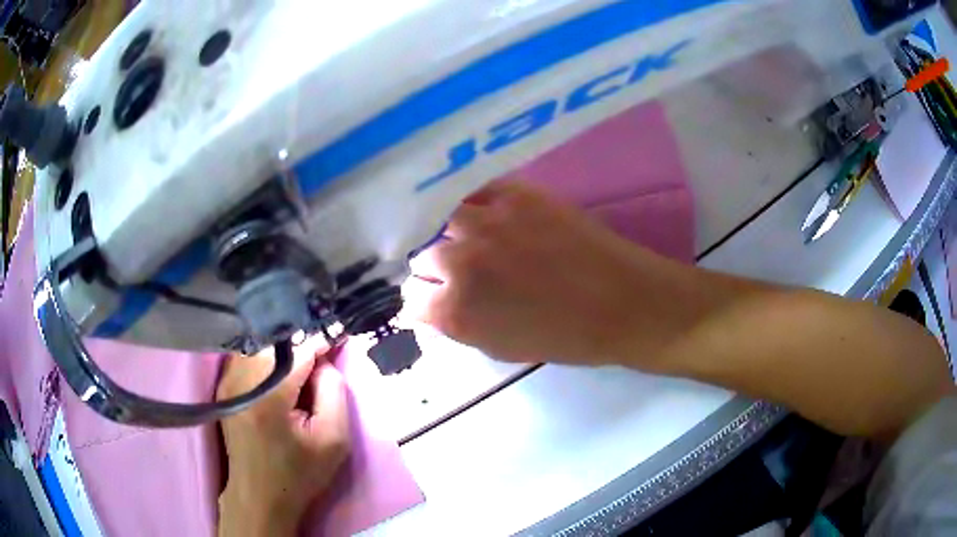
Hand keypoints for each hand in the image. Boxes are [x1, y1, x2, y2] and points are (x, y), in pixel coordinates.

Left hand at [217, 340, 349, 536]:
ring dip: (282, 349)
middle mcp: (241, 380)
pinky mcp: (223, 386)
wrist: (260, 495)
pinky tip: (279, 375)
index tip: (338, 340)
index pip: (298, 350)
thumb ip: (334, 391)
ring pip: (258, 343)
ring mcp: (227, 381)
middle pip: (275, 341)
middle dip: (300, 344)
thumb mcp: (333, 439)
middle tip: (319, 362)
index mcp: (268, 396)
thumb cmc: (299, 473)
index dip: (320, 343)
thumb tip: (322, 361)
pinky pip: (246, 355)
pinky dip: (266, 356)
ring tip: (300, 369)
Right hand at [408, 181, 707, 367]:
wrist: (622, 302)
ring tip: (466, 235)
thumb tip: (426, 307)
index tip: (433, 297)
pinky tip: (485, 211)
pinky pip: (474, 190)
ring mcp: (485, 222)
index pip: (410, 296)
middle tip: (456, 269)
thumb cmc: (565, 337)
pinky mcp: (514, 194)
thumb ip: (455, 325)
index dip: (421, 298)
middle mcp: (459, 261)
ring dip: (447, 230)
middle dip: (433, 266)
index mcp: (454, 310)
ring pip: (439, 217)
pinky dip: (473, 202)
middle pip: (420, 254)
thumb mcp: (499, 348)